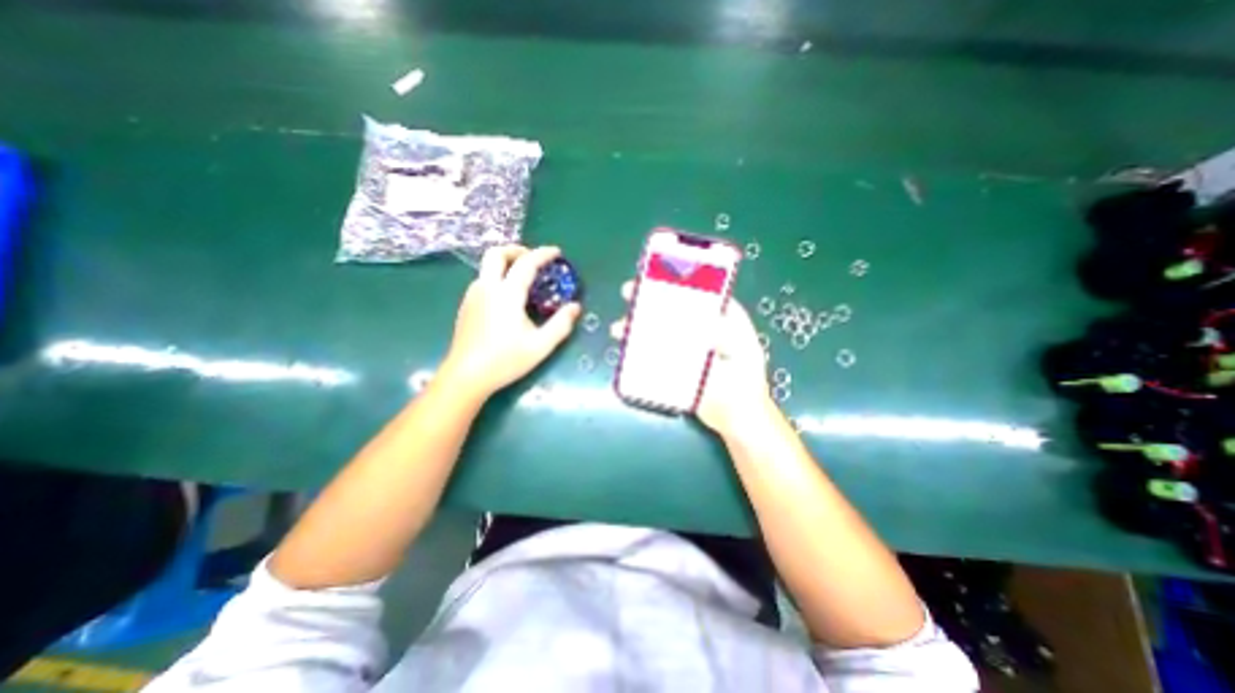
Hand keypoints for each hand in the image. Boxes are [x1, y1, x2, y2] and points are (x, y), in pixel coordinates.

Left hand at [441, 244, 581, 398]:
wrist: (465, 376)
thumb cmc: (505, 360)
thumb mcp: (541, 345)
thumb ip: (561, 324)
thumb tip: (576, 306)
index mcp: (507, 294)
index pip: (526, 263)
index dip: (543, 254)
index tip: (557, 252)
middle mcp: (487, 288)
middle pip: (496, 253)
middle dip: (517, 250)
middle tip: (533, 259)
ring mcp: (472, 296)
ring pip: (487, 266)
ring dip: (506, 264)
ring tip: (523, 279)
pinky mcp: (466, 306)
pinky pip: (483, 280)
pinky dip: (498, 277)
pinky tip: (507, 298)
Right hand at [607, 281, 769, 437]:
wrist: (736, 417)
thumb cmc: (746, 381)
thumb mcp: (742, 352)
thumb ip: (725, 333)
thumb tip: (696, 320)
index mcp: (720, 317)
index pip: (698, 290)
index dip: (677, 280)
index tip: (657, 274)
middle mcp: (699, 327)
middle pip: (672, 307)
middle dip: (649, 299)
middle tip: (628, 294)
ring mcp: (684, 347)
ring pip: (659, 329)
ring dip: (638, 326)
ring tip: (620, 329)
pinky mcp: (674, 365)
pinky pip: (654, 352)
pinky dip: (638, 349)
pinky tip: (625, 349)